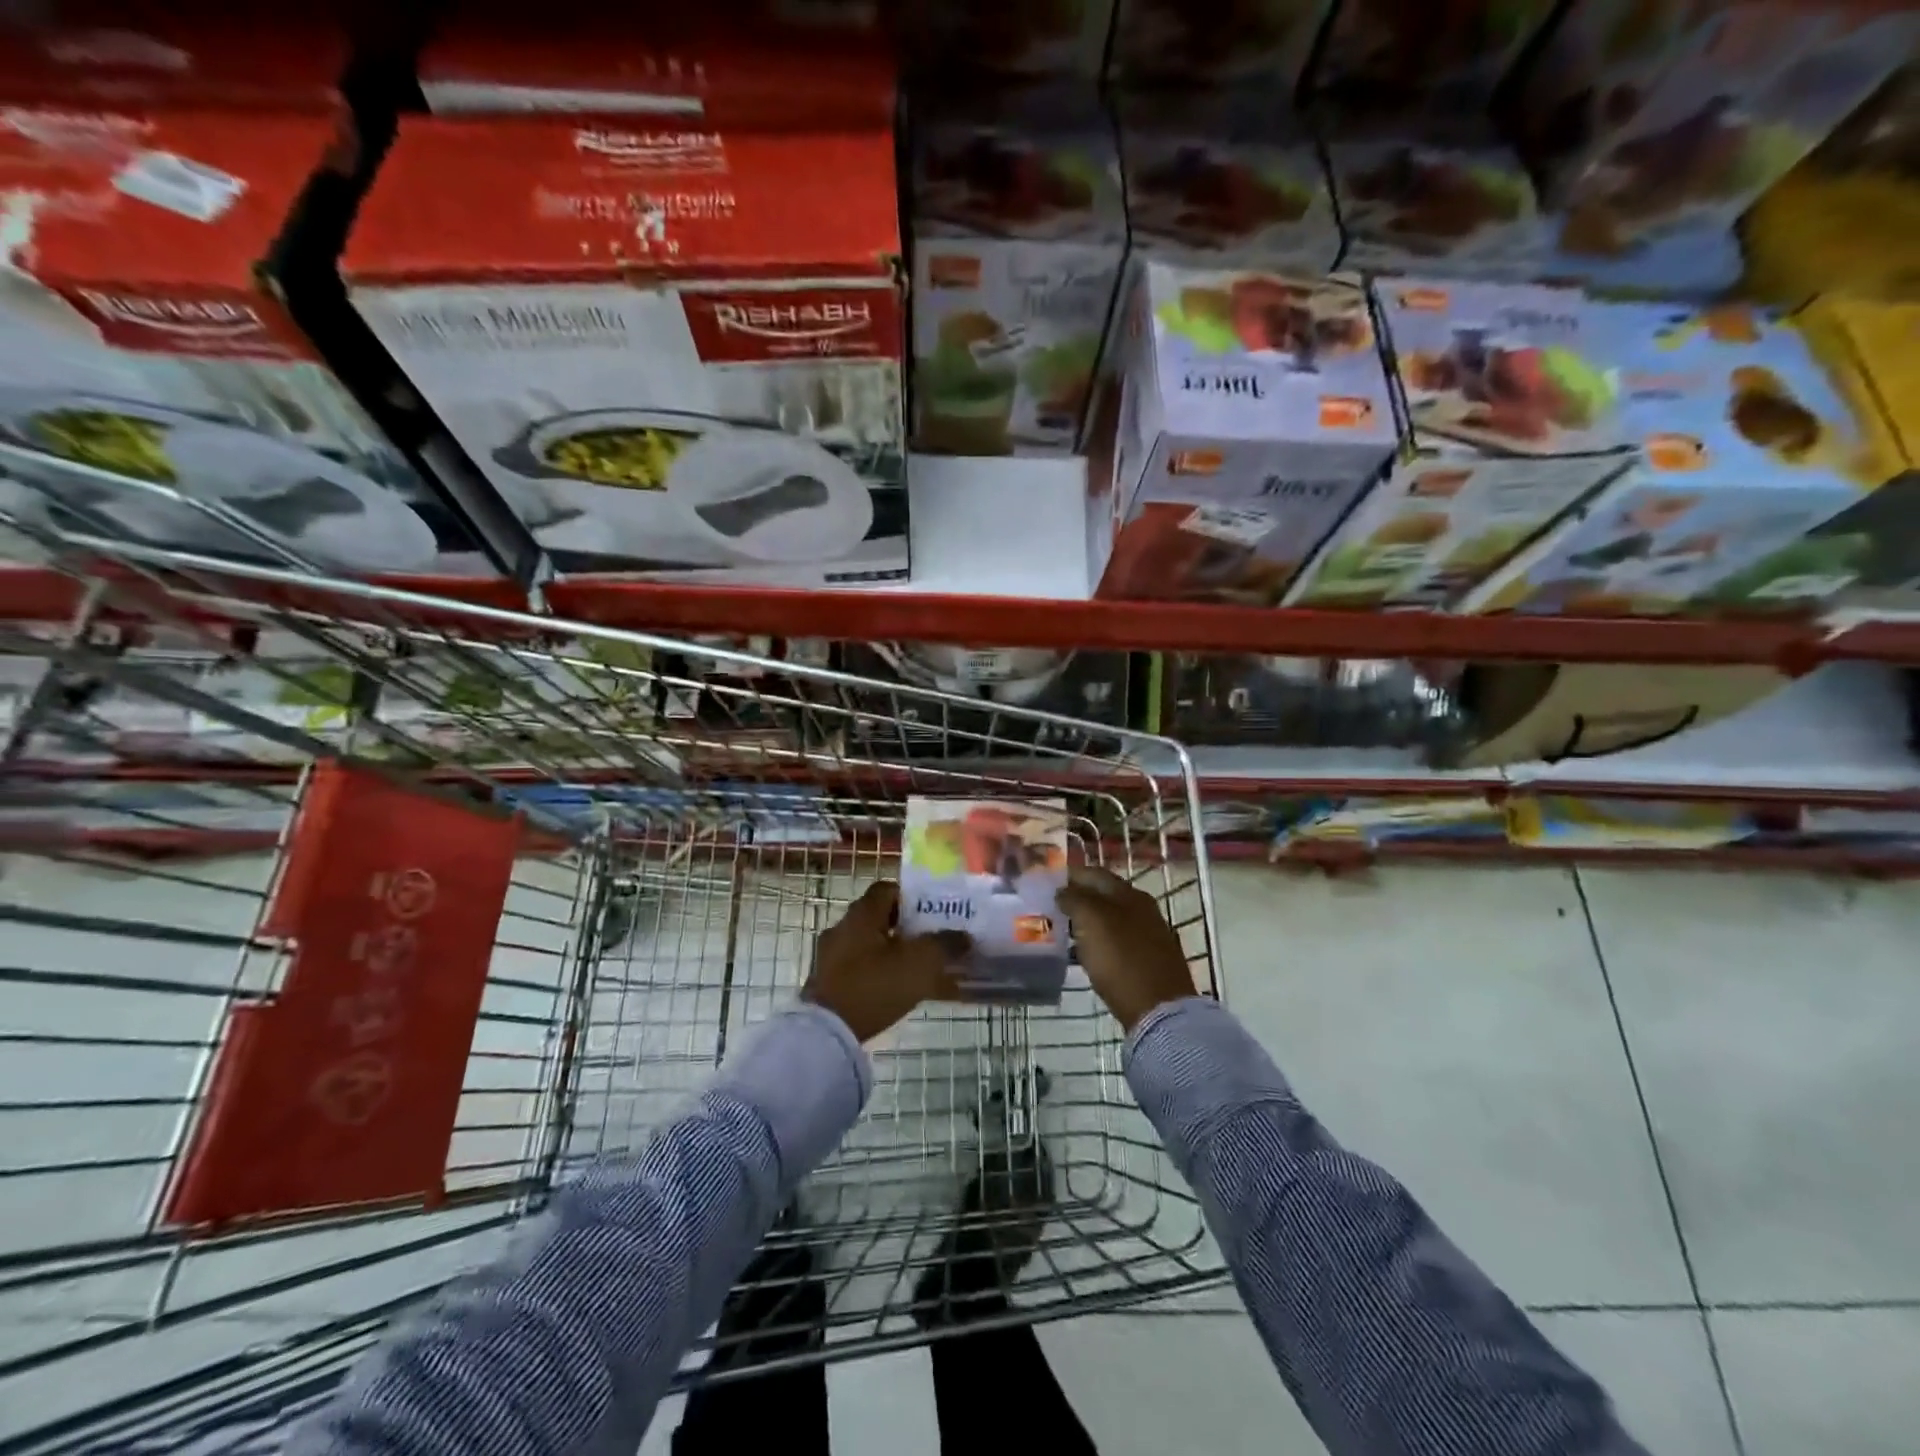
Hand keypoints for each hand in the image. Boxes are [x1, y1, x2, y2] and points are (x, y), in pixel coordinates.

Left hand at [802, 881, 969, 1041]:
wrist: (827, 1034)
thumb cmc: (875, 985)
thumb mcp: (920, 963)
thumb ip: (945, 945)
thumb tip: (964, 937)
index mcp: (861, 914)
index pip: (888, 889)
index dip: (913, 897)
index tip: (935, 912)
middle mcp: (843, 929)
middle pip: (881, 919)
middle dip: (910, 929)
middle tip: (936, 942)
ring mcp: (832, 958)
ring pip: (874, 947)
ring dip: (898, 955)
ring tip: (926, 972)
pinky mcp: (830, 985)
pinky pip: (864, 972)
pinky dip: (884, 976)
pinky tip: (905, 994)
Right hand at [1056, 865, 1195, 1031]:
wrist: (1159, 1009)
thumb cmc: (1121, 960)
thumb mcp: (1092, 922)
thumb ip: (1075, 899)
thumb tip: (1063, 890)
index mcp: (1129, 894)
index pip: (1094, 873)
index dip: (1069, 875)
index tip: (1045, 883)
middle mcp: (1142, 908)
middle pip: (1103, 894)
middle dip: (1077, 898)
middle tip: (1050, 907)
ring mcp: (1149, 934)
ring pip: (1110, 918)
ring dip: (1087, 920)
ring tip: (1062, 930)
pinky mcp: (1149, 958)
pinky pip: (1117, 940)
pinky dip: (1098, 940)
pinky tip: (1085, 952)